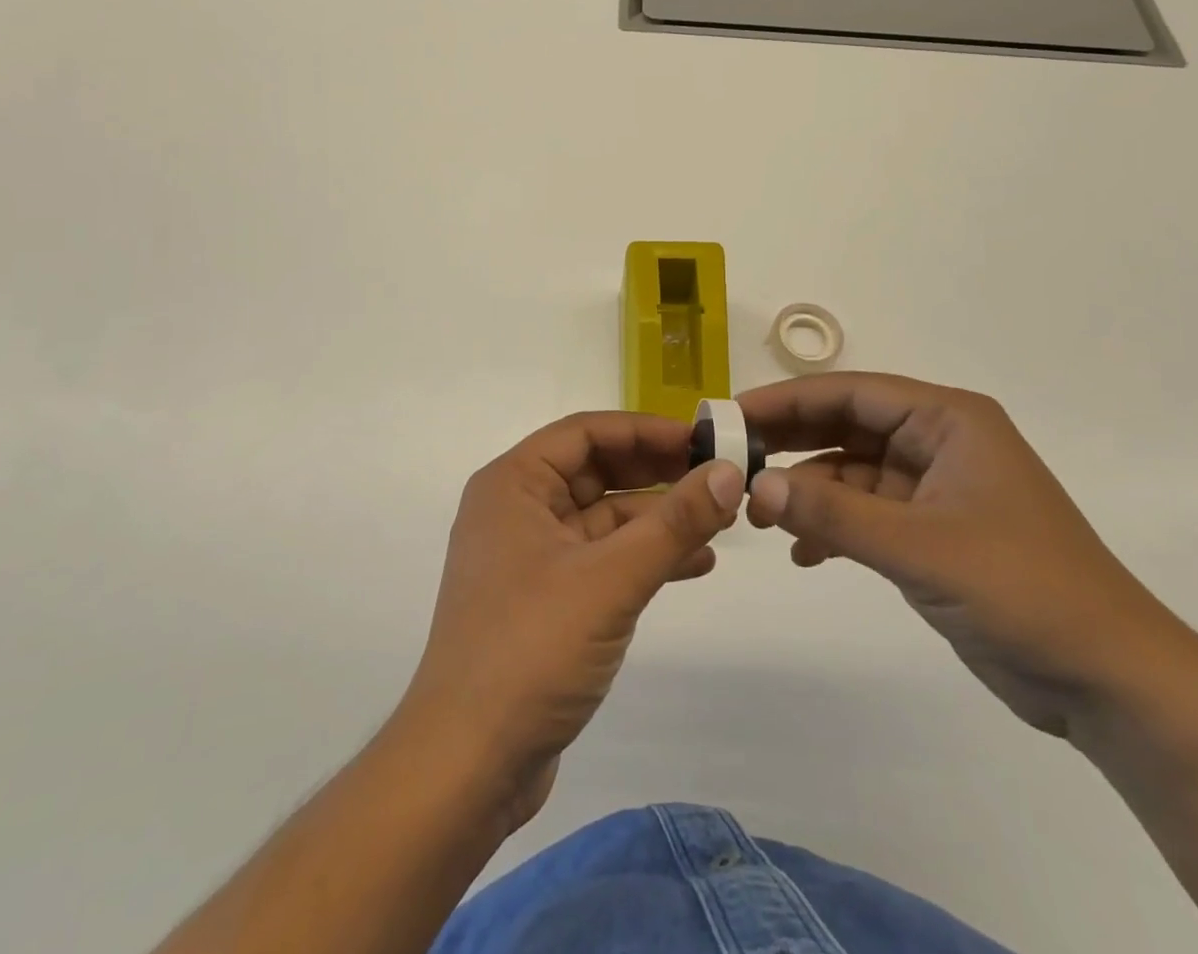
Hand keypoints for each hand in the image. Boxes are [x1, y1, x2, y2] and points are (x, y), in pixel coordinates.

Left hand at [396, 412, 745, 829]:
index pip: (585, 432)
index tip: (702, 440)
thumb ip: (674, 523)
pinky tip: (695, 565)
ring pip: (603, 518)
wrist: (468, 766)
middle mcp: (517, 510)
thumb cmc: (531, 649)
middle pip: (595, 471)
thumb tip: (730, 472)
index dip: (645, 430)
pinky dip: (643, 557)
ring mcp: (530, 558)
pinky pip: (601, 559)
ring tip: (720, 521)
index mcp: (513, 484)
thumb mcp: (611, 579)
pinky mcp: (545, 600)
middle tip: (718, 476)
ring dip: (657, 518)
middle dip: (656, 473)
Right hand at [741, 372, 1184, 737]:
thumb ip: (834, 516)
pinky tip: (802, 553)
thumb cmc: (1023, 590)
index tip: (732, 414)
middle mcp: (939, 442)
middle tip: (731, 458)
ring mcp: (935, 488)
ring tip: (758, 515)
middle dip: (790, 442)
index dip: (788, 399)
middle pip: (846, 426)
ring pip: (851, 471)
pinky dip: (832, 526)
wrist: (1110, 680)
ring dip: (807, 490)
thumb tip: (754, 487)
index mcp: (947, 420)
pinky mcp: (933, 531)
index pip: (851, 392)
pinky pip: (866, 513)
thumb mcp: (920, 548)